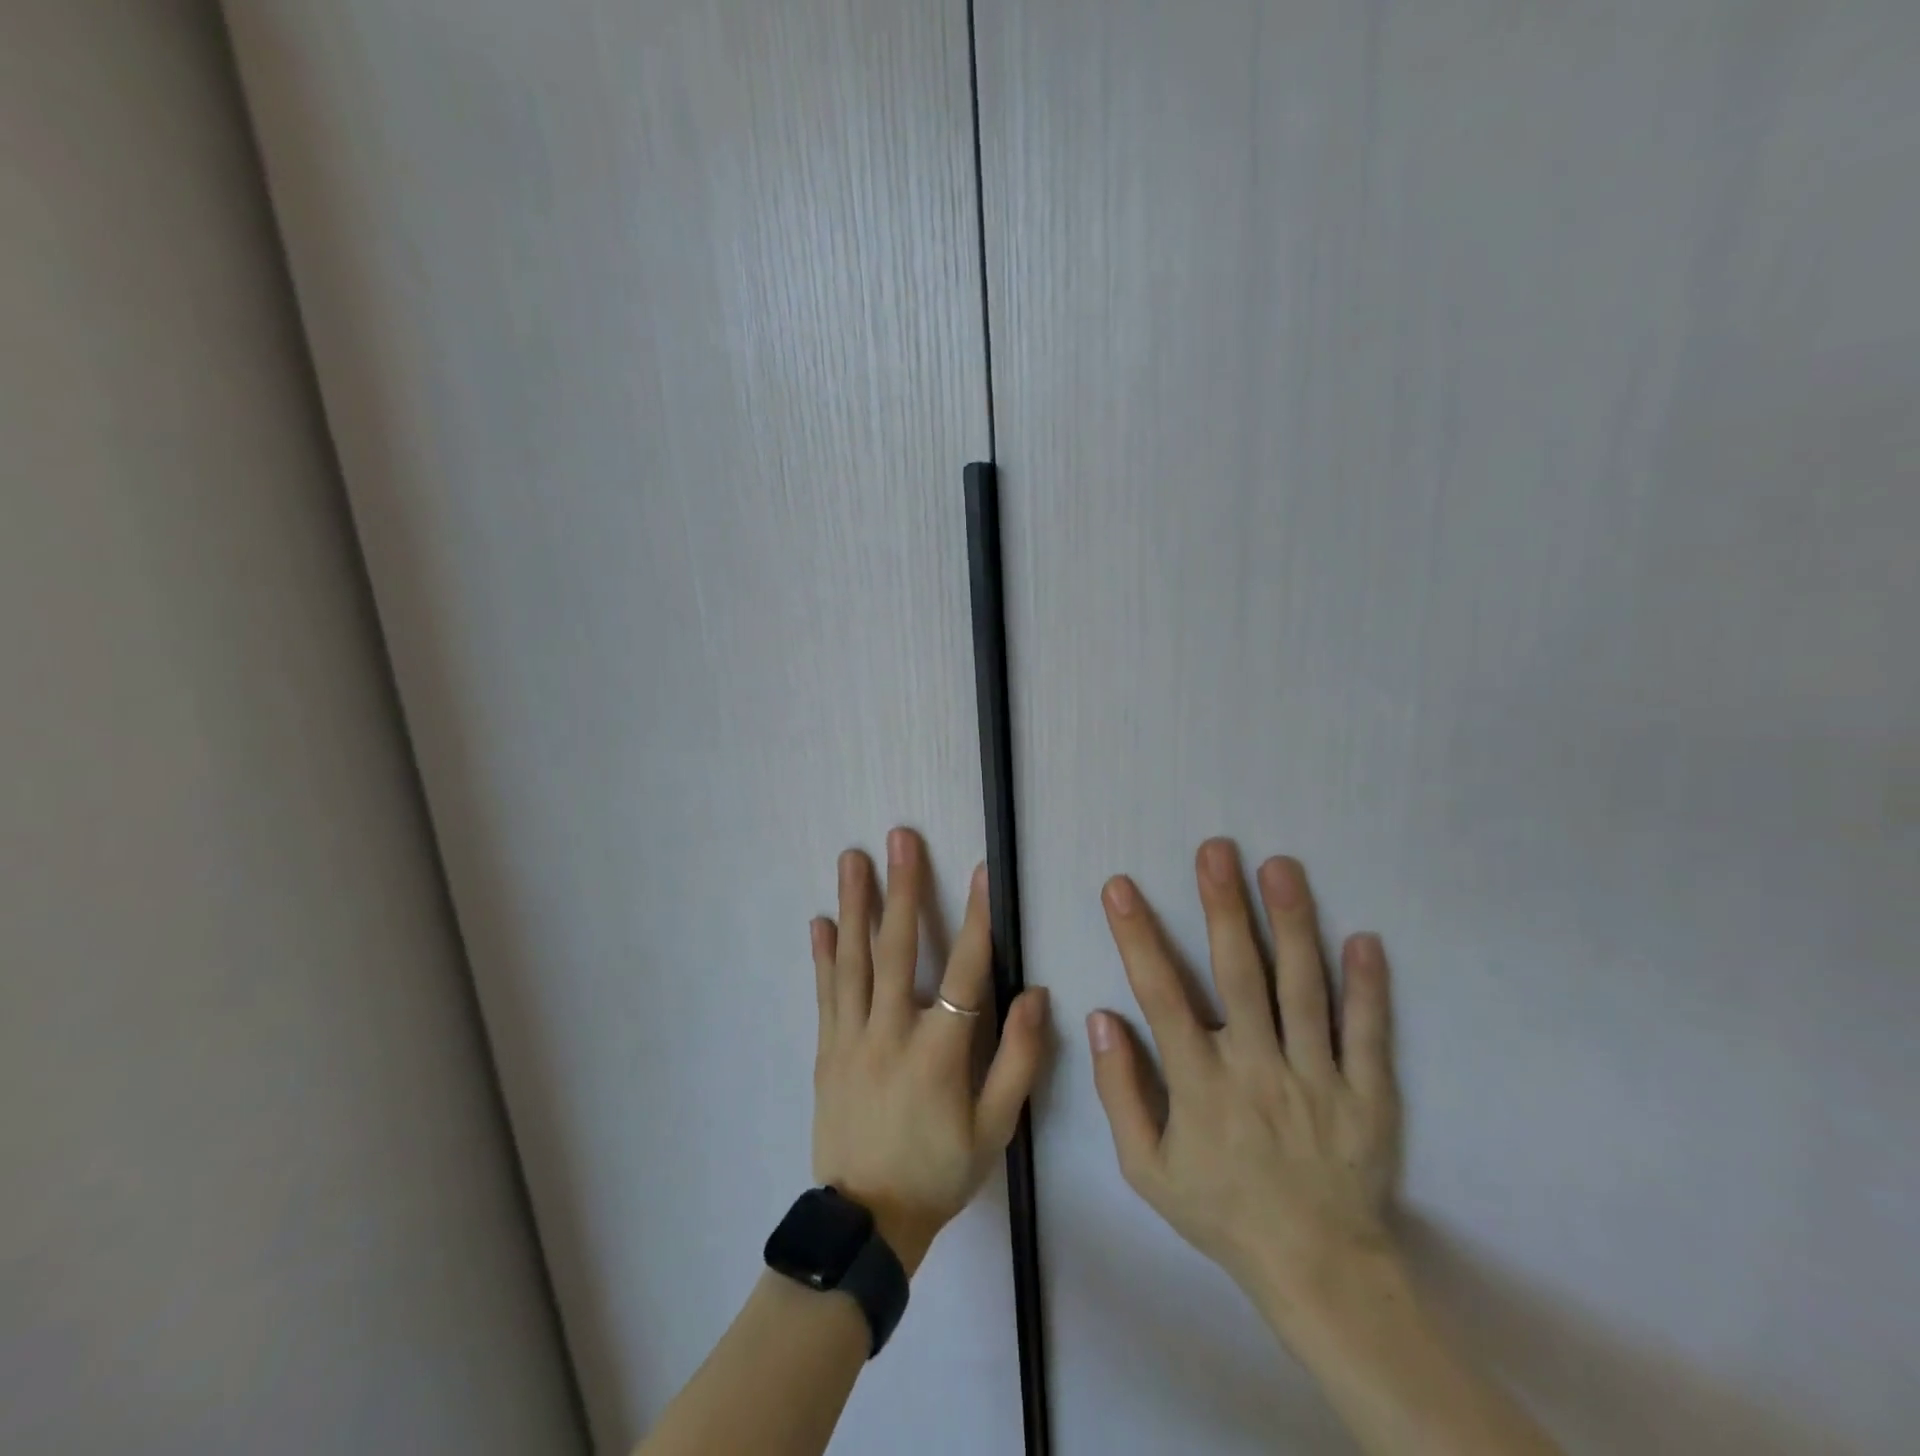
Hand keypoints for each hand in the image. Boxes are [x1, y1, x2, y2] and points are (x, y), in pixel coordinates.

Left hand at [810, 827, 1049, 1274]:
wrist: (868, 1220)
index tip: (981, 872)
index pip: (966, 972)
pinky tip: (819, 922)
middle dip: (902, 889)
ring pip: (854, 961)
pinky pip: (826, 994)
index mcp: (939, 1052)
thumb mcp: (995, 1130)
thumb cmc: (940, 1171)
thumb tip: (1037, 996)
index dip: (978, 920)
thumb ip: (1018, 1062)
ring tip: (852, 860)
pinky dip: (823, 955)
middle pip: (898, 949)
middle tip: (899, 839)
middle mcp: (891, 1032)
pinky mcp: (827, 1050)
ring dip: (855, 905)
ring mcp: (852, 1038)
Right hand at [1088, 840, 1401, 1332]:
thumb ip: (1120, 1092)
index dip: (1138, 936)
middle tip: (1216, 850)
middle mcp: (1258, 1069)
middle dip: (1223, 907)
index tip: (1120, 887)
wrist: (1319, 1272)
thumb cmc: (1222, 1212)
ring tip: (1281, 867)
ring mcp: (1318, 1080)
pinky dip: (1368, 987)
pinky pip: (1368, 1034)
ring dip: (1292, 924)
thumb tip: (1103, 1017)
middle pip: (1239, 975)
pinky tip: (1364, 938)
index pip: (1161, 996)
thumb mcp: (1147, 1168)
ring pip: (1303, 989)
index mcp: (1201, 1085)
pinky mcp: (1368, 1095)